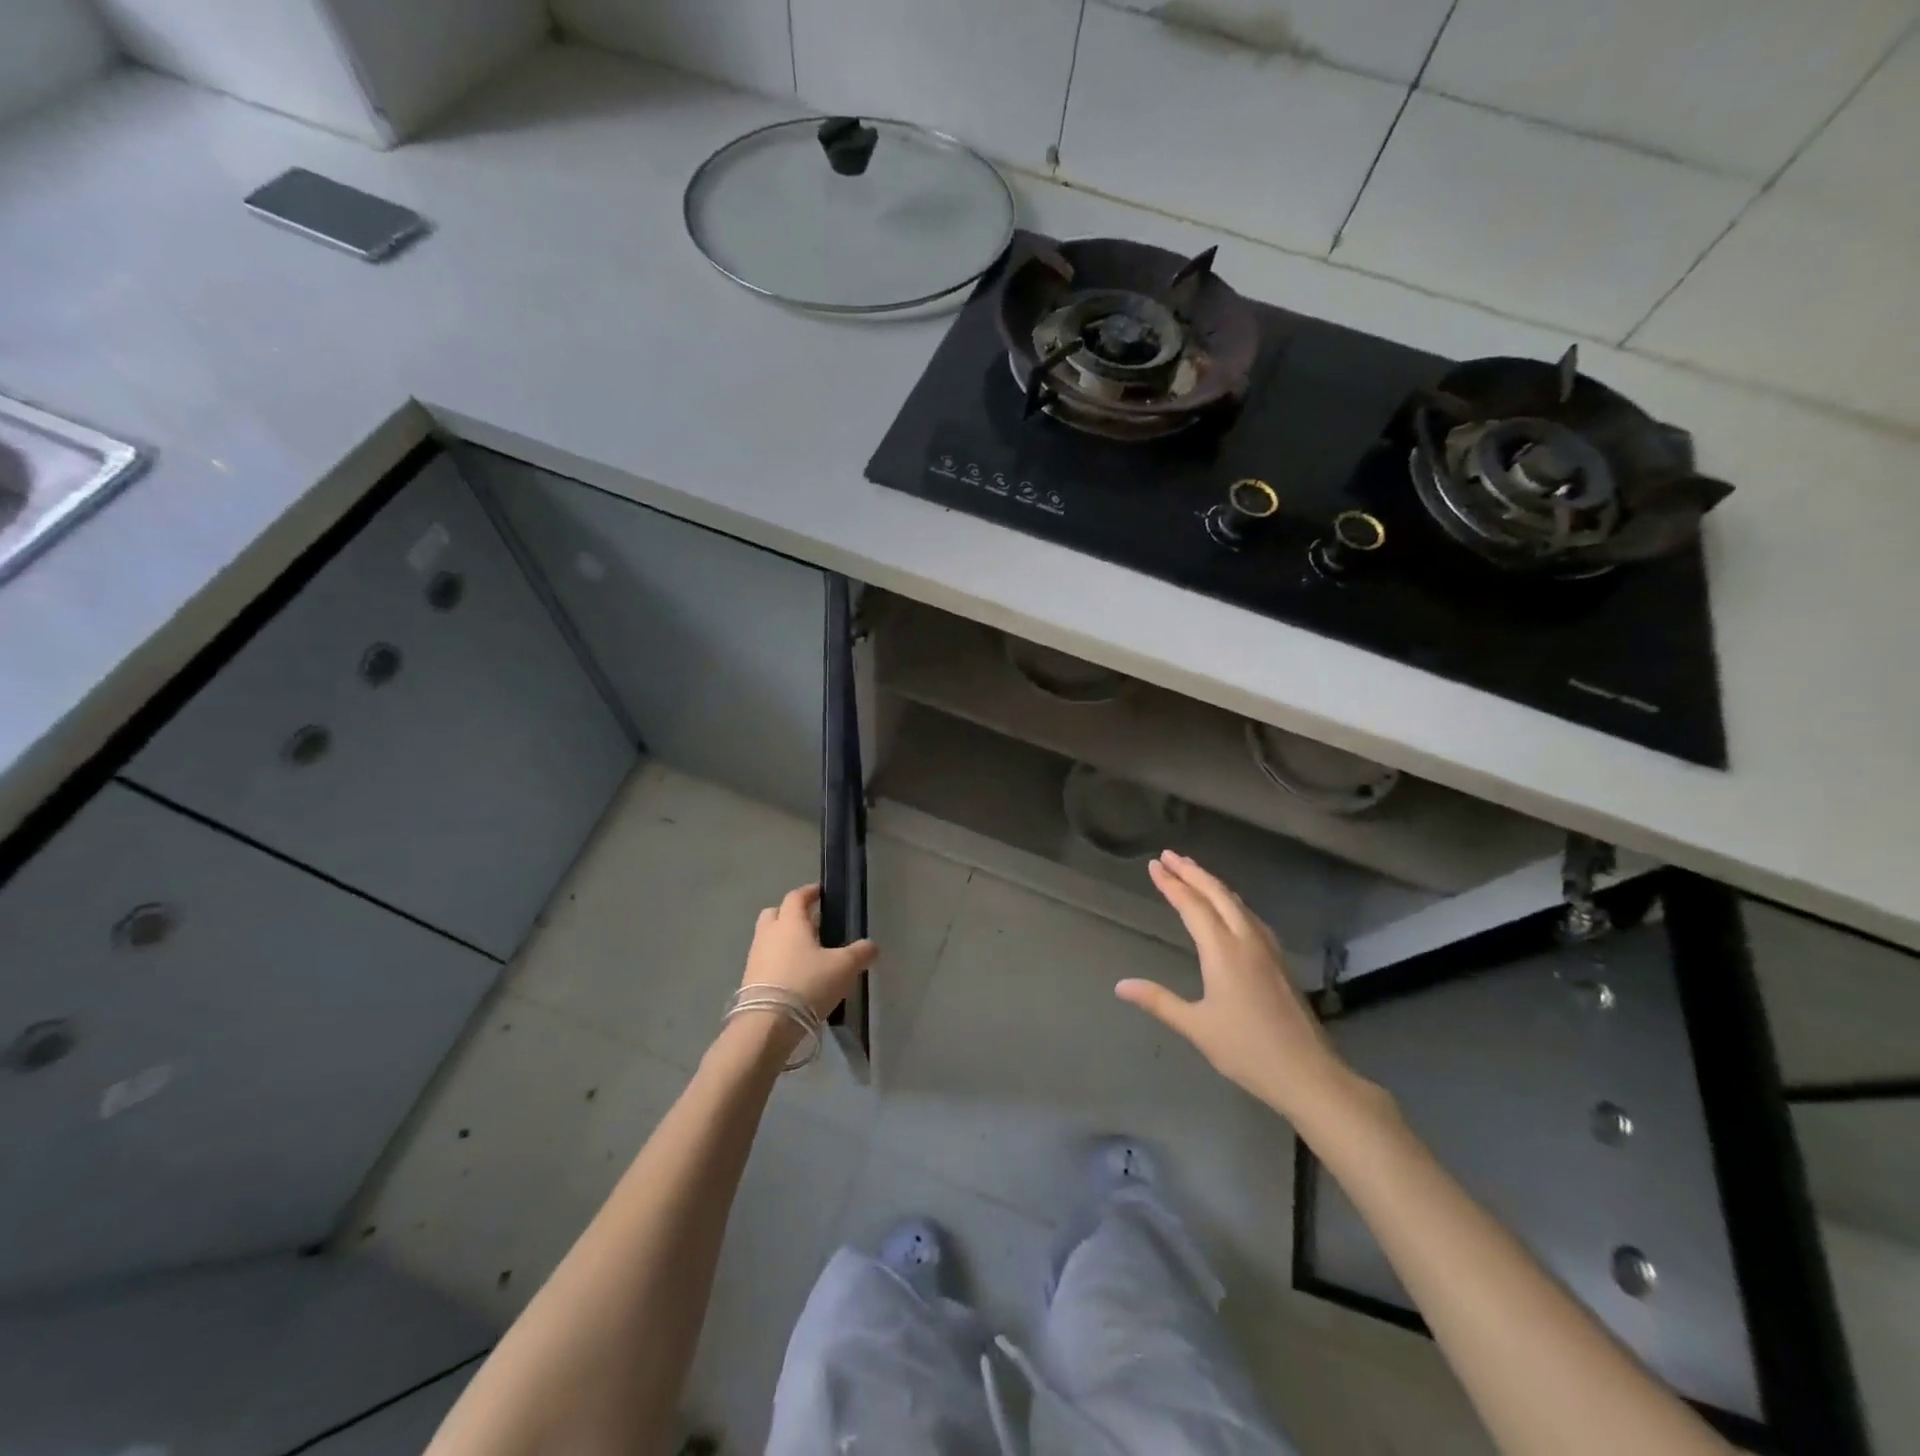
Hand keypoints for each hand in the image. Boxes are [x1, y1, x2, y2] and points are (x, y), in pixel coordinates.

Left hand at [741, 884, 877, 1019]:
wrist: (768, 1024)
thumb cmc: (808, 984)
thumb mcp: (844, 968)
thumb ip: (860, 953)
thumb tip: (872, 946)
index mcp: (790, 922)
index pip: (796, 896)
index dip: (809, 892)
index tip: (821, 893)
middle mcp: (768, 934)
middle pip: (775, 913)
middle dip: (791, 914)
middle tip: (812, 923)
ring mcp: (755, 957)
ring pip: (768, 938)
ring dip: (784, 940)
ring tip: (807, 954)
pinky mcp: (749, 980)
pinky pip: (765, 961)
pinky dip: (778, 962)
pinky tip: (795, 976)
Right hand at [1117, 851, 1353, 1120]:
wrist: (1308, 1073)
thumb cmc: (1247, 1050)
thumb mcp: (1196, 1026)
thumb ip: (1158, 1001)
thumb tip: (1120, 985)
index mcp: (1223, 950)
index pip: (1192, 906)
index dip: (1171, 884)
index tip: (1154, 865)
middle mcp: (1246, 940)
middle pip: (1217, 894)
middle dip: (1192, 872)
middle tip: (1169, 855)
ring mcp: (1267, 948)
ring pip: (1236, 902)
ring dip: (1212, 883)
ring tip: (1193, 871)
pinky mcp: (1278, 960)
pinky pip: (1249, 916)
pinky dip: (1230, 900)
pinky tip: (1229, 908)